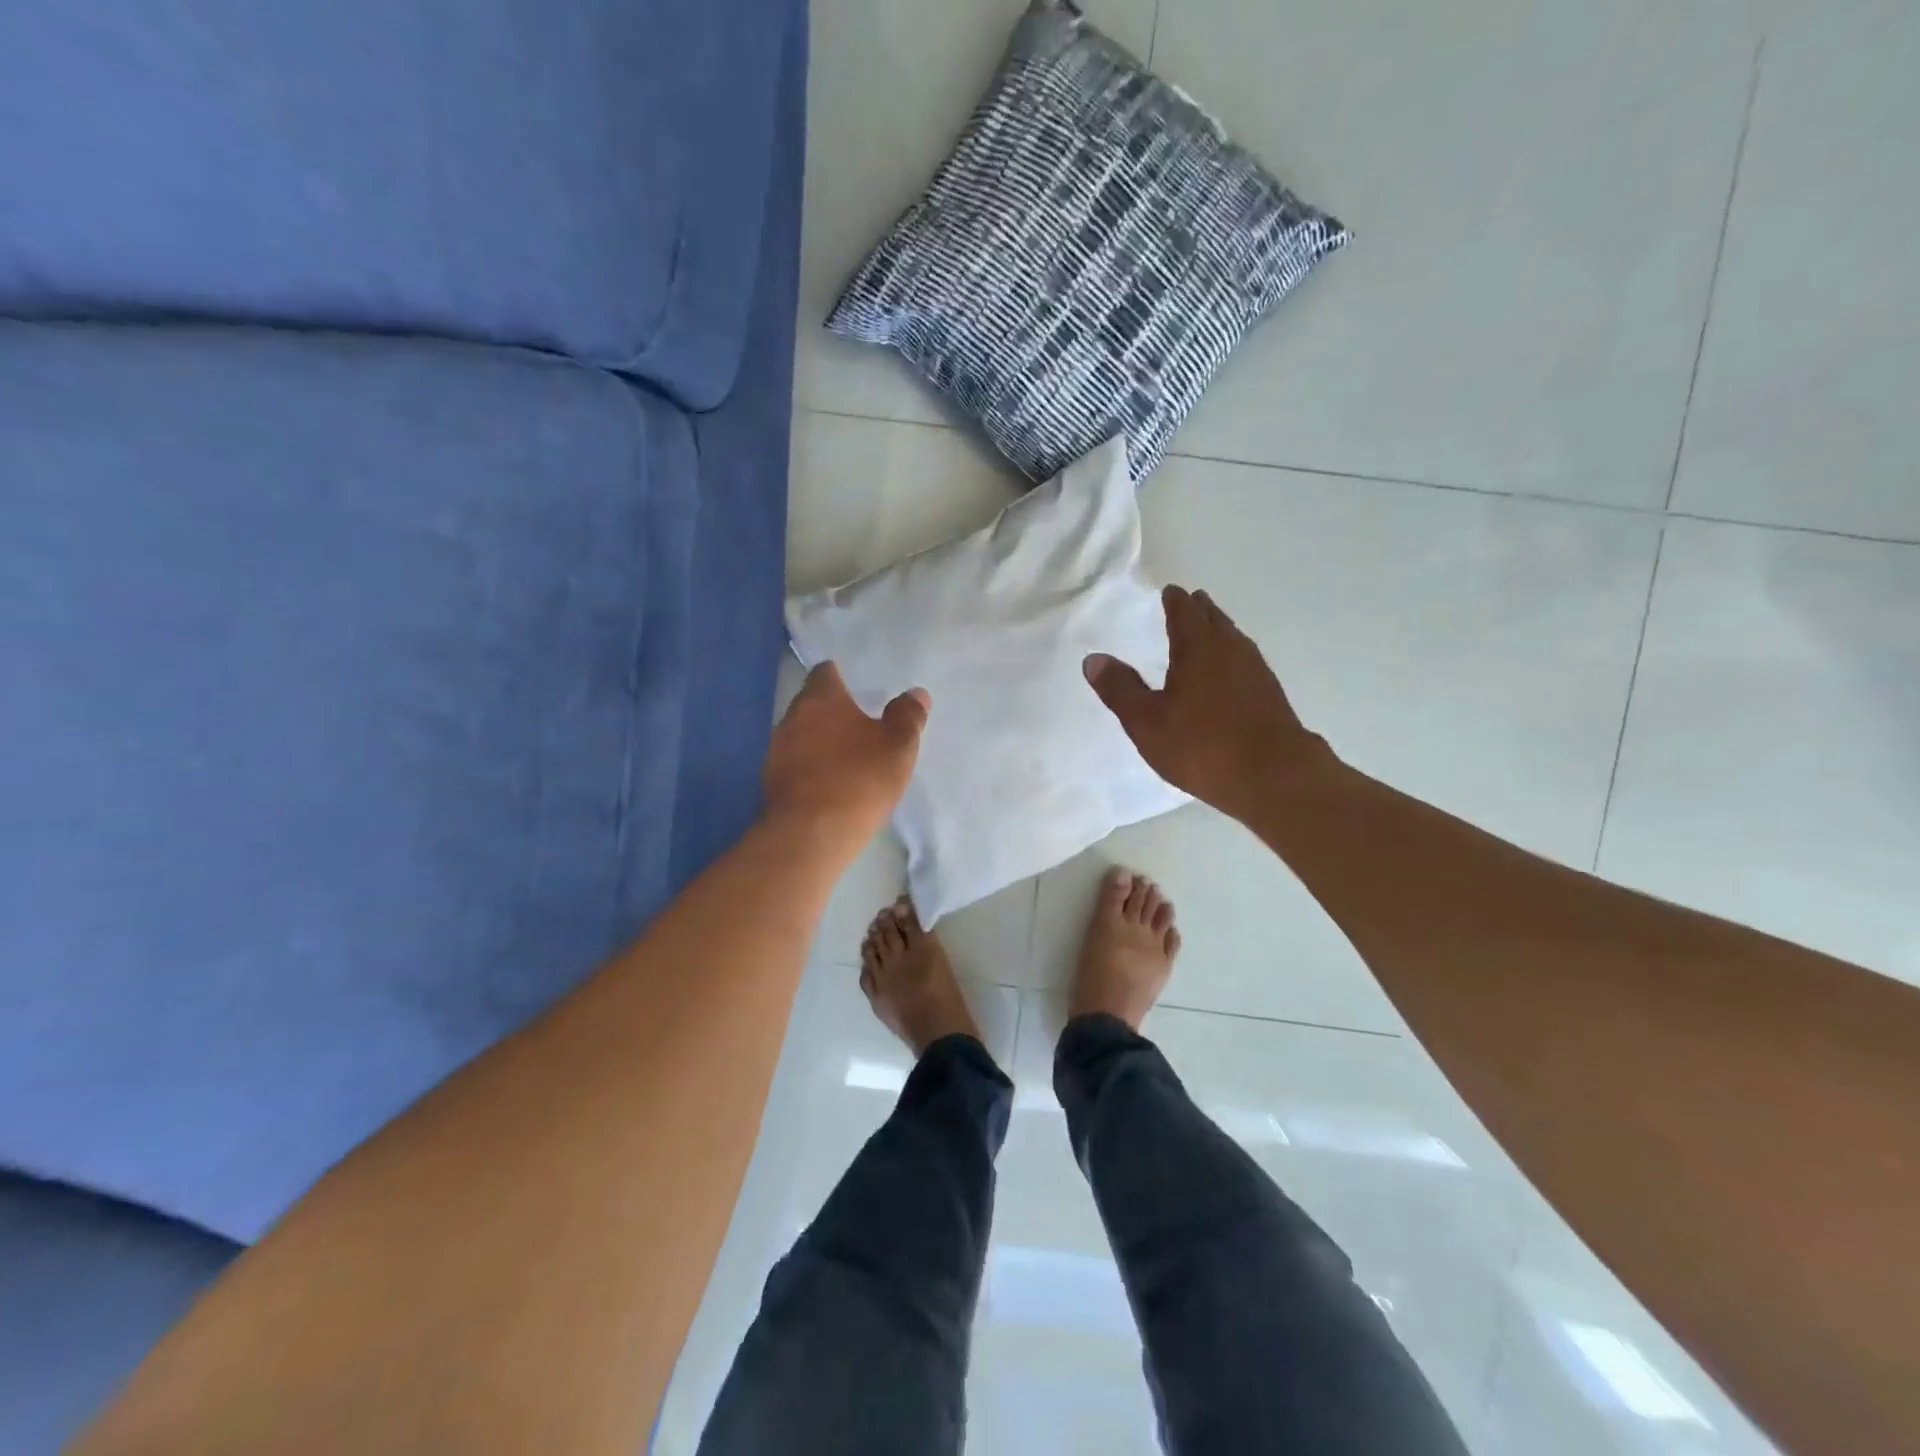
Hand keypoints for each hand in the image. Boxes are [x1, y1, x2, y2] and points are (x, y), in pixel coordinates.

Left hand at [763, 662, 929, 855]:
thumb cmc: (859, 779)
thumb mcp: (898, 746)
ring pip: (800, 733)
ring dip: (819, 740)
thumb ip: (908, 716)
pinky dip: (810, 766)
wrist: (811, 834)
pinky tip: (829, 783)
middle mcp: (792, 716)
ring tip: (845, 757)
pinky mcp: (771, 781)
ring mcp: (776, 749)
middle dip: (831, 711)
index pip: (825, 672)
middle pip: (811, 703)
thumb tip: (916, 694)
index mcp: (821, 698)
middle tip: (858, 725)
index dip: (840, 677)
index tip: (856, 689)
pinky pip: (794, 763)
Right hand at [1084, 585, 1330, 821]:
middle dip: (1198, 610)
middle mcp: (1231, 648)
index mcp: (1198, 645)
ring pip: (1233, 639)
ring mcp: (1256, 670)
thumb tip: (1093, 659)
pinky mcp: (1270, 694)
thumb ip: (1119, 688)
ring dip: (1217, 632)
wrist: (1273, 776)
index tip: (1169, 592)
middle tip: (1187, 605)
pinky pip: (1244, 662)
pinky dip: (1230, 659)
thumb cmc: (1201, 744)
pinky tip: (1227, 676)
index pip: (1184, 610)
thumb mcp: (1146, 721)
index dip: (1174, 600)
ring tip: (1205, 635)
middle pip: (1213, 618)